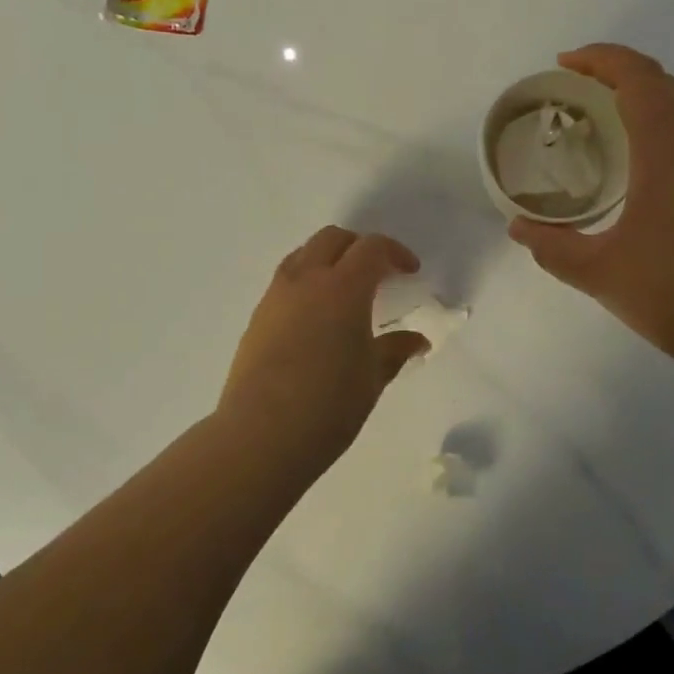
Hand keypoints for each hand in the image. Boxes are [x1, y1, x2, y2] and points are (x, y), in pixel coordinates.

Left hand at [219, 227, 429, 462]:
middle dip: (359, 247)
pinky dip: (306, 282)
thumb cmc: (329, 405)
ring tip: (344, 291)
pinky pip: (285, 281)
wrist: (261, 434)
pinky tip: (316, 317)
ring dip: (328, 260)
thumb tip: (416, 340)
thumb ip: (395, 350)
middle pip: (332, 239)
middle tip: (378, 274)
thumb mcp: (372, 378)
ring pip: (303, 255)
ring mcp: (276, 296)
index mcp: (342, 288)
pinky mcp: (257, 317)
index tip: (409, 272)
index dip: (395, 253)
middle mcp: (306, 280)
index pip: (371, 248)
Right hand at [509, 44, 673, 373]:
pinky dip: (653, 128)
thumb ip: (554, 248)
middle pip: (663, 84)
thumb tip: (519, 227)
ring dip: (639, 98)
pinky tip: (630, 168)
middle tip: (573, 89)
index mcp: (669, 155)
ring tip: (595, 122)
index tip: (564, 65)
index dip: (602, 60)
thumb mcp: (602, 274)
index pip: (640, 80)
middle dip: (617, 72)